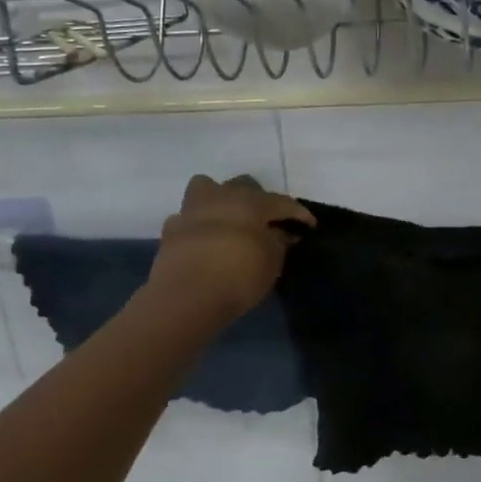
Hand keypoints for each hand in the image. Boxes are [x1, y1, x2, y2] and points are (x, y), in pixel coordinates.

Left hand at [146, 175, 313, 323]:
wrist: (187, 295)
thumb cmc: (239, 275)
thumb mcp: (272, 262)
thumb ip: (279, 242)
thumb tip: (281, 233)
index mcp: (252, 202)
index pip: (282, 202)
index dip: (298, 214)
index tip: (309, 226)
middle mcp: (222, 197)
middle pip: (243, 186)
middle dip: (257, 200)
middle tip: (265, 222)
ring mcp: (192, 210)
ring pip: (207, 189)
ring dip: (219, 200)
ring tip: (229, 222)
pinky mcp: (171, 230)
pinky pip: (187, 219)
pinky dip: (197, 226)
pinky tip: (204, 241)